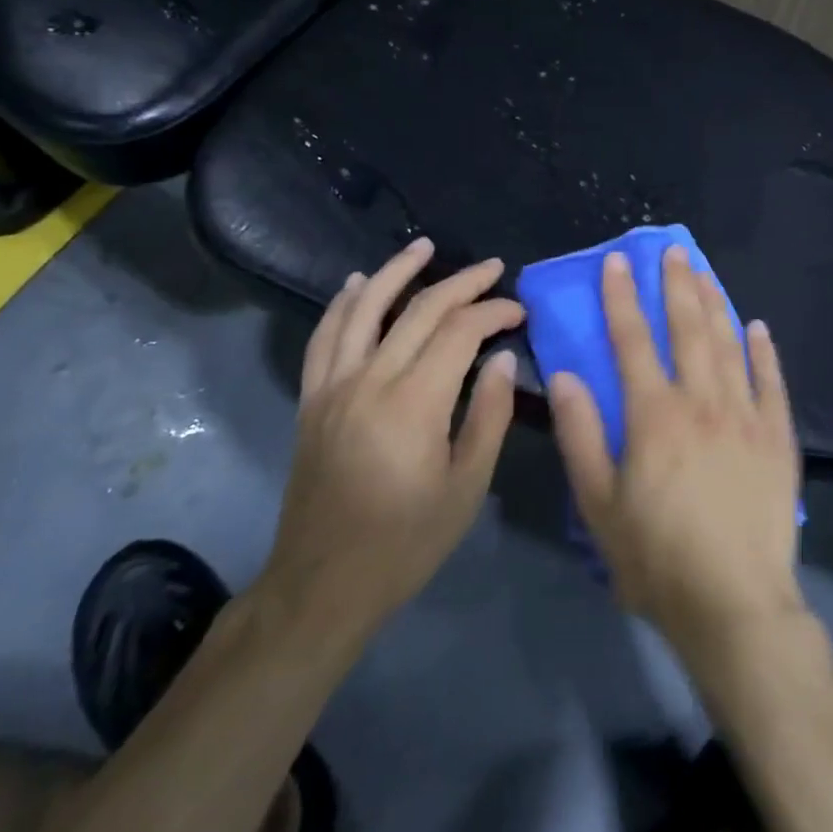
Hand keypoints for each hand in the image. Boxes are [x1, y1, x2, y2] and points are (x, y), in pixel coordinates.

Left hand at [258, 238, 524, 650]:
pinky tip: (356, 284)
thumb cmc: (406, 542)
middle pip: (418, 311)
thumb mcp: (466, 487)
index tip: (519, 313)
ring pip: (364, 309)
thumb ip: (488, 415)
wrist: (323, 584)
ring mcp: (334, 387)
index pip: (459, 332)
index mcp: (414, 402)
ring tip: (424, 246)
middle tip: (492, 268)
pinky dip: (342, 305)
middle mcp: (370, 380)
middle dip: (461, 283)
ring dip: (396, 271)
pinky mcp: (313, 400)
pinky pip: (325, 338)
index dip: (493, 312)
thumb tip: (500, 359)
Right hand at [548, 245, 805, 666]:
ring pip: (728, 344)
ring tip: (705, 272)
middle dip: (675, 285)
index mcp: (653, 415)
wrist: (736, 605)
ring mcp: (745, 416)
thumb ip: (580, 435)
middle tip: (671, 250)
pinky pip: (771, 383)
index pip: (631, 341)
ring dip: (715, 304)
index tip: (618, 262)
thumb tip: (564, 375)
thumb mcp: (599, 505)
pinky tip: (757, 327)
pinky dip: (763, 352)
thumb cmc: (657, 559)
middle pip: (686, 329)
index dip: (622, 298)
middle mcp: (701, 401)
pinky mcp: (778, 438)